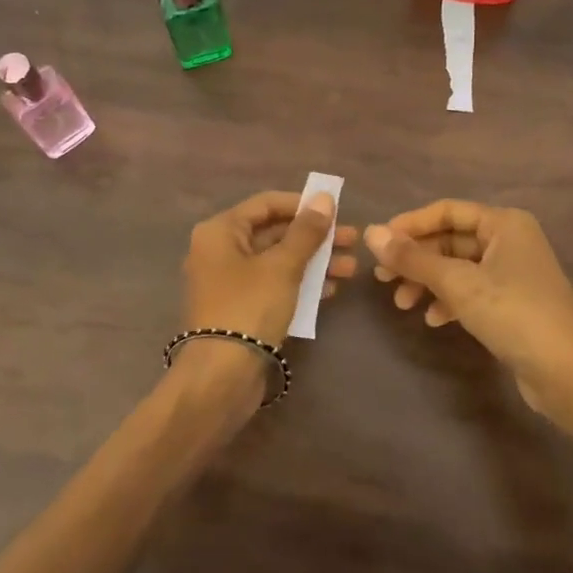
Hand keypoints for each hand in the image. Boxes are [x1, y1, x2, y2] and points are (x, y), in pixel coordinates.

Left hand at [182, 190, 356, 343]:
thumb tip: (324, 198)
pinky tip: (331, 289)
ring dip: (314, 262)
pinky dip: (300, 284)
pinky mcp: (241, 309)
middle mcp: (220, 251)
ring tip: (352, 268)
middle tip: (353, 240)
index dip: (302, 204)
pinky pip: (274, 286)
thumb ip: (306, 232)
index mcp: (220, 231)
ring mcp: (230, 282)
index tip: (336, 210)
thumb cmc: (250, 307)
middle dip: (315, 237)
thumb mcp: (282, 266)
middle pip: (273, 233)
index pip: (266, 204)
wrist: (222, 375)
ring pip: (277, 262)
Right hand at [364, 200, 572, 449]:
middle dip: (416, 259)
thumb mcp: (458, 283)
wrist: (569, 373)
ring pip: (458, 268)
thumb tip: (370, 233)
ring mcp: (512, 274)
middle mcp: (510, 241)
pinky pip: (471, 292)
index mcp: (504, 224)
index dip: (410, 225)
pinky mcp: (512, 304)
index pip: (447, 211)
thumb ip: (413, 258)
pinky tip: (433, 320)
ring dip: (428, 282)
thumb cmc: (514, 314)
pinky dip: (449, 301)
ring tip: (402, 304)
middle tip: (382, 279)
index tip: (378, 244)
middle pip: (450, 240)